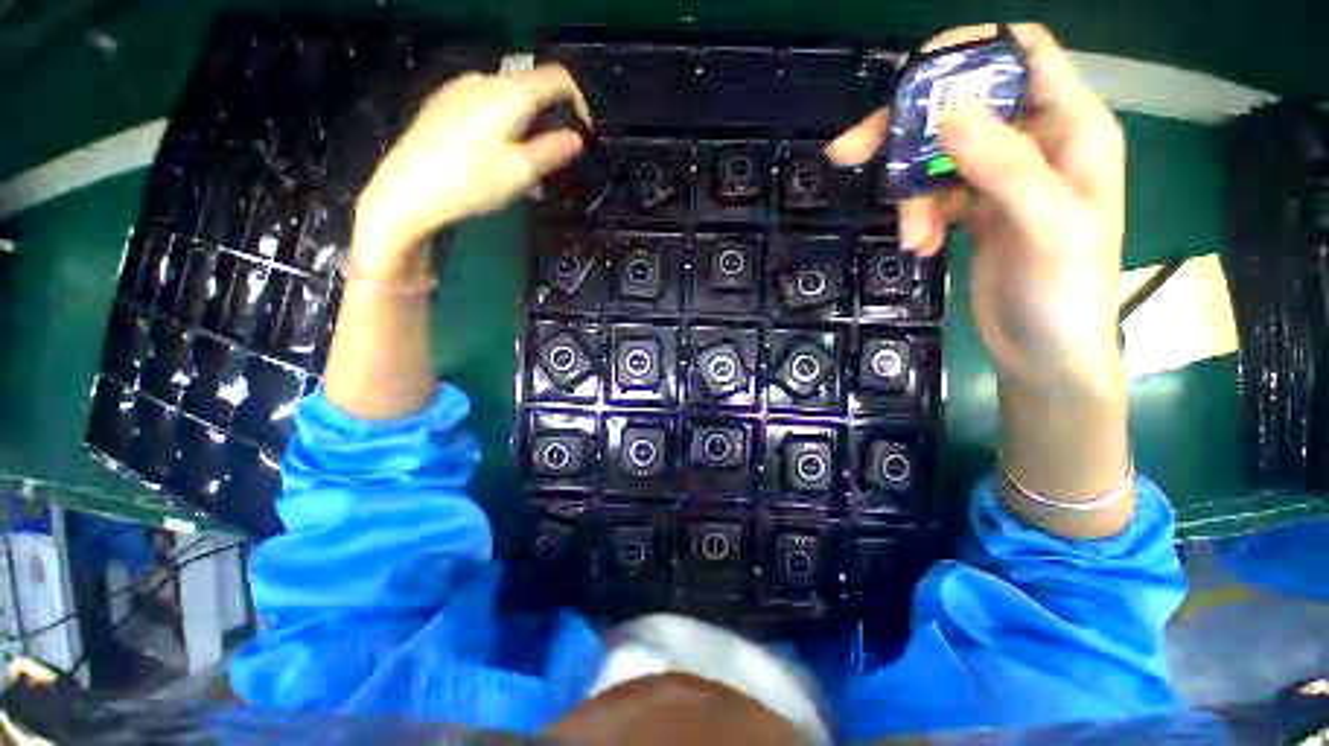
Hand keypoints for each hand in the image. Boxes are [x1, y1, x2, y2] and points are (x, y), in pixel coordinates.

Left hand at [352, 64, 589, 277]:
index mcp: (510, 93)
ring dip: (525, 128)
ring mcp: (458, 90)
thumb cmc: (472, 181)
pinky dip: (501, 128)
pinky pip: (483, 108)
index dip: (579, 101)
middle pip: (530, 90)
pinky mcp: (441, 105)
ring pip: (507, 101)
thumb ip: (553, 150)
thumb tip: (576, 138)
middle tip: (553, 161)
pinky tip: (494, 158)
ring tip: (524, 169)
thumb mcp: (522, 172)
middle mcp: (484, 81)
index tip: (585, 132)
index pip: (557, 78)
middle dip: (549, 121)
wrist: (407, 192)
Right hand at [828, 23, 1125, 391]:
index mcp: (1071, 127)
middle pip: (962, 105)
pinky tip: (920, 245)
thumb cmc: (1064, 292)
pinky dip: (918, 215)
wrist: (1044, 350)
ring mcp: (1002, 176)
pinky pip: (933, 194)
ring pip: (938, 156)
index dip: (969, 51)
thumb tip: (946, 111)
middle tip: (852, 152)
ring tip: (912, 235)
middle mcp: (1035, 140)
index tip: (910, 80)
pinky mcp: (975, 208)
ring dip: (911, 194)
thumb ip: (1005, 166)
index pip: (1022, 53)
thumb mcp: (1046, 227)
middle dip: (907, 129)